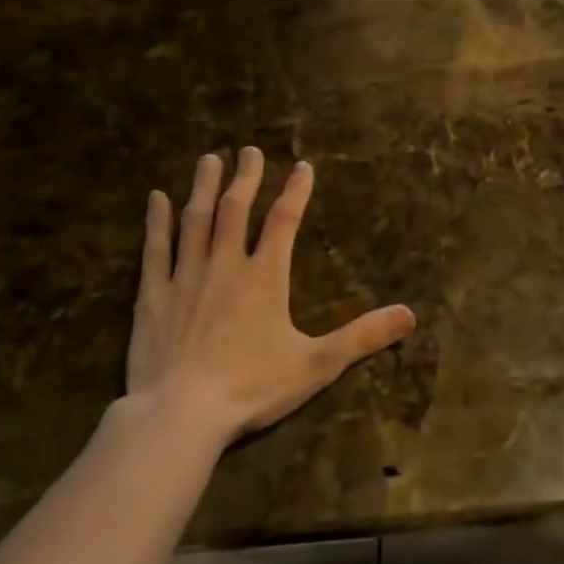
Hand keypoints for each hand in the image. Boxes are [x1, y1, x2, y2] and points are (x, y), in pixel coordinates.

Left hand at [125, 148, 415, 446]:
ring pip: (195, 220)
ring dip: (202, 187)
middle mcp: (225, 265)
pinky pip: (155, 249)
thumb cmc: (252, 387)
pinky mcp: (153, 296)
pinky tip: (156, 198)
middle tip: (248, 150)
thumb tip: (410, 314)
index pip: (284, 221)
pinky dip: (156, 221)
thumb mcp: (317, 364)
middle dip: (245, 177)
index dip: (296, 191)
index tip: (303, 166)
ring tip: (209, 159)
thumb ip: (362, 336)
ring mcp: (186, 277)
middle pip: (235, 210)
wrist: (180, 413)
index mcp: (265, 277)